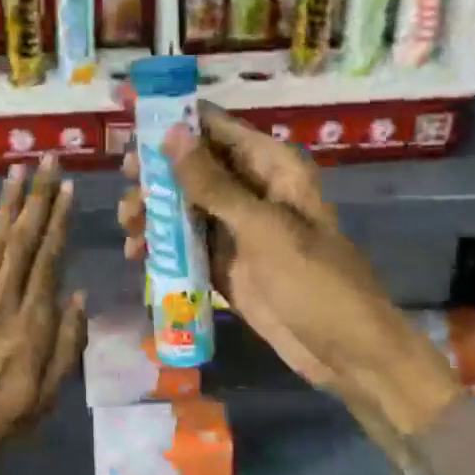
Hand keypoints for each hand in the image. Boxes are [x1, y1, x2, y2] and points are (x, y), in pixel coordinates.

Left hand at [0, 154, 87, 447]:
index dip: (59, 220)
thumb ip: (68, 342)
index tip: (67, 188)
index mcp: (34, 320)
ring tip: (17, 170)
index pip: (50, 258)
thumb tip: (78, 296)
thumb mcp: (52, 391)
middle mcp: (3, 299)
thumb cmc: (5, 416)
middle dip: (37, 197)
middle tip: (46, 160)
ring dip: (6, 204)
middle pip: (23, 239)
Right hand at [119, 104, 453, 421]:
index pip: (215, 128)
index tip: (128, 123)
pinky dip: (161, 246)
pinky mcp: (225, 261)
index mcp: (271, 166)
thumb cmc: (315, 282)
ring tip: (130, 228)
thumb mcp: (262, 229)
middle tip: (127, 185)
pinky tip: (137, 255)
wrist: (347, 353)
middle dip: (156, 173)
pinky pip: (185, 243)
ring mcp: (237, 227)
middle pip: (192, 166)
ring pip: (183, 205)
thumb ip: (213, 184)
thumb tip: (171, 132)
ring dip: (154, 212)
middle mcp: (251, 188)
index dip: (173, 120)